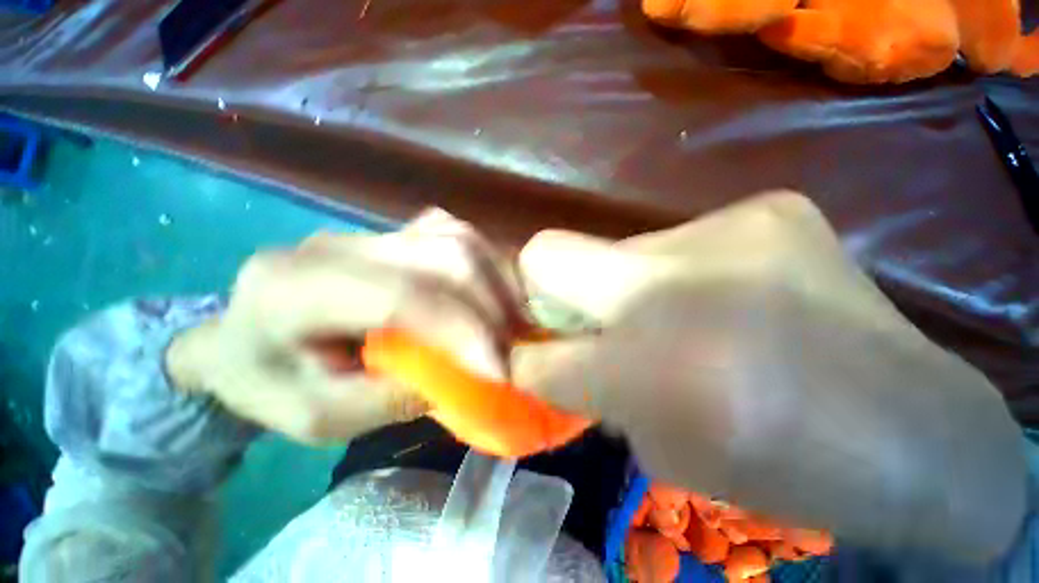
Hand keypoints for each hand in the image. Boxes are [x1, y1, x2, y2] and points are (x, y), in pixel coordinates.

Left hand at [166, 211, 516, 443]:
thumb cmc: (270, 384)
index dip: (461, 330)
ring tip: (515, 322)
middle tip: (516, 347)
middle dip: (492, 305)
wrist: (243, 337)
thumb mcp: (320, 418)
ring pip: (457, 239)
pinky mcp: (394, 234)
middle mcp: (337, 245)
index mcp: (292, 290)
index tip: (501, 371)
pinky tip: (497, 295)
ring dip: (497, 282)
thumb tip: (467, 373)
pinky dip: (488, 266)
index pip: (400, 296)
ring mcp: (370, 232)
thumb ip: (394, 396)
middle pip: (442, 255)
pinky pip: (457, 237)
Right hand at [513, 192, 1025, 560]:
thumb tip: (540, 351)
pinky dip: (673, 277)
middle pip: (551, 252)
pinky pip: (674, 242)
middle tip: (576, 319)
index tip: (527, 348)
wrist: (917, 434)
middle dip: (546, 290)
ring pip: (616, 251)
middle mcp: (678, 279)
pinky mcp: (768, 209)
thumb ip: (585, 388)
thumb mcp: (656, 446)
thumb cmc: (780, 467)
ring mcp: (730, 227)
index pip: (536, 341)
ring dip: (621, 289)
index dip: (522, 345)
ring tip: (668, 320)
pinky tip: (718, 301)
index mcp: (654, 365)